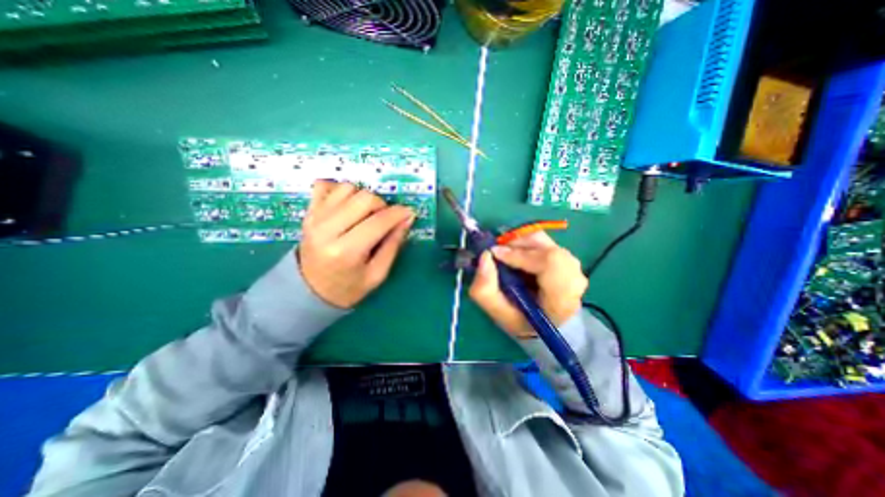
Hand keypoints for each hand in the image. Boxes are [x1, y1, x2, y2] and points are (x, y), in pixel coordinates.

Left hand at [296, 181, 413, 308]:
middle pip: (364, 198)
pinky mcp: (308, 212)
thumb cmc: (348, 287)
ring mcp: (314, 218)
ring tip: (365, 214)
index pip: (378, 221)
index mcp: (346, 251)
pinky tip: (347, 204)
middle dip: (382, 205)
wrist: (309, 291)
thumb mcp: (377, 274)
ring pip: (347, 188)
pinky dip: (340, 190)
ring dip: (363, 198)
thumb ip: (393, 244)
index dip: (398, 214)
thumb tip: (407, 218)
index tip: (409, 213)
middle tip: (384, 219)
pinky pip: (325, 184)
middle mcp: (327, 229)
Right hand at [471, 232, 585, 339]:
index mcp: (562, 300)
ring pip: (544, 240)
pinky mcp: (565, 256)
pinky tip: (516, 256)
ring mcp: (573, 265)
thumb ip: (485, 289)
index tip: (496, 254)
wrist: (544, 322)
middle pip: (547, 247)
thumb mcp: (499, 313)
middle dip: (517, 245)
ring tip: (506, 256)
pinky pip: (543, 240)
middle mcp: (574, 279)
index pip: (551, 263)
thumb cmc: (522, 320)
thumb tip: (485, 256)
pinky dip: (524, 243)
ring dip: (519, 244)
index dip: (521, 255)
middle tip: (498, 254)